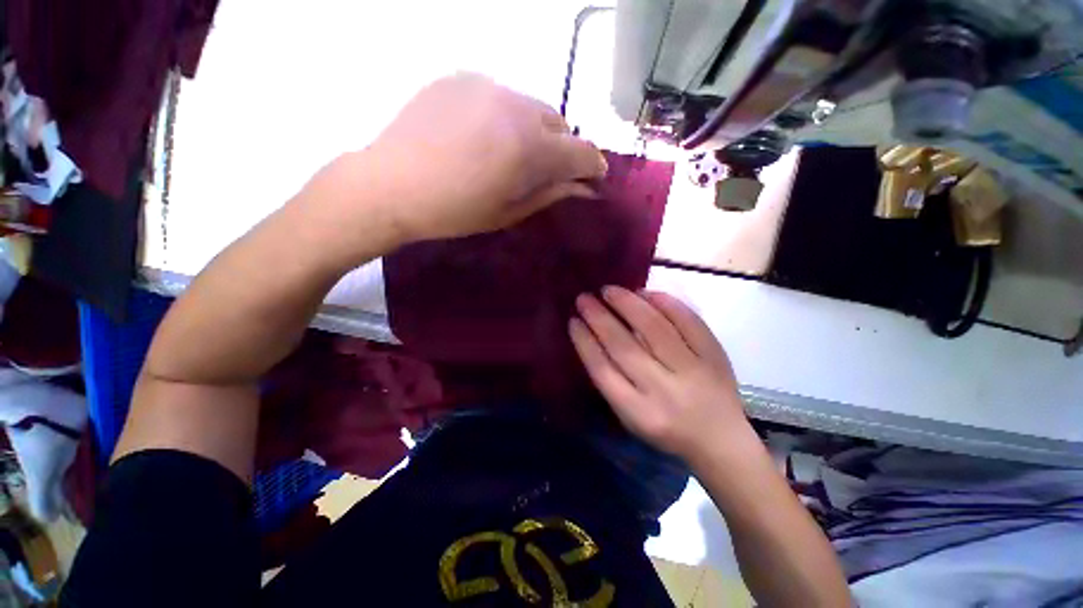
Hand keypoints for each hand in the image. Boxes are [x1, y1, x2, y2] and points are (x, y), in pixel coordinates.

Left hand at [359, 73, 607, 241]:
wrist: (391, 185)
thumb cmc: (454, 212)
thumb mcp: (508, 212)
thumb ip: (550, 194)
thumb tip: (583, 187)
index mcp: (529, 148)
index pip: (581, 151)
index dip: (593, 166)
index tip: (593, 177)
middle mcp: (515, 106)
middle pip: (559, 124)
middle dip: (562, 149)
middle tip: (545, 171)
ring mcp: (486, 85)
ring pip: (531, 107)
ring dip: (534, 131)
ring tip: (511, 154)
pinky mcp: (461, 77)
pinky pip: (500, 96)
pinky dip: (505, 117)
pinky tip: (483, 136)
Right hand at [569, 286, 749, 462]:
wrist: (721, 440)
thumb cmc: (665, 428)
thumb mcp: (630, 416)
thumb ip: (611, 380)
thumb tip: (594, 334)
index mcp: (638, 412)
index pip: (602, 370)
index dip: (584, 342)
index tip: (573, 320)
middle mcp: (663, 390)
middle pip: (624, 346)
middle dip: (599, 318)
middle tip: (584, 298)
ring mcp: (692, 371)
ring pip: (655, 329)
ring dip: (628, 304)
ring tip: (609, 290)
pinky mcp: (714, 356)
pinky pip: (688, 321)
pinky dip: (665, 303)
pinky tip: (646, 292)